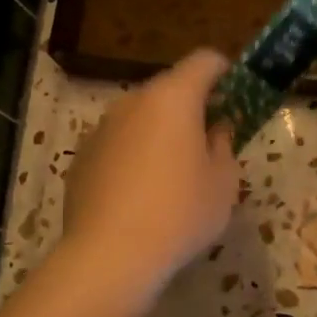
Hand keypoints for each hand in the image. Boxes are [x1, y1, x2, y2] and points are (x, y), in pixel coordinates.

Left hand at [62, 50, 240, 302]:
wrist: (109, 255)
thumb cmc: (180, 213)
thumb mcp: (223, 183)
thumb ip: (224, 146)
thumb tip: (215, 130)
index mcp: (173, 98)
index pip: (203, 61)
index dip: (224, 71)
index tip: (235, 94)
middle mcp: (133, 102)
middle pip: (169, 88)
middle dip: (191, 106)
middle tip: (209, 139)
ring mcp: (102, 128)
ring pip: (140, 116)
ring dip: (160, 131)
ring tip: (172, 171)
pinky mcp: (82, 157)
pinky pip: (117, 143)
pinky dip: (133, 155)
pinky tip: (140, 193)